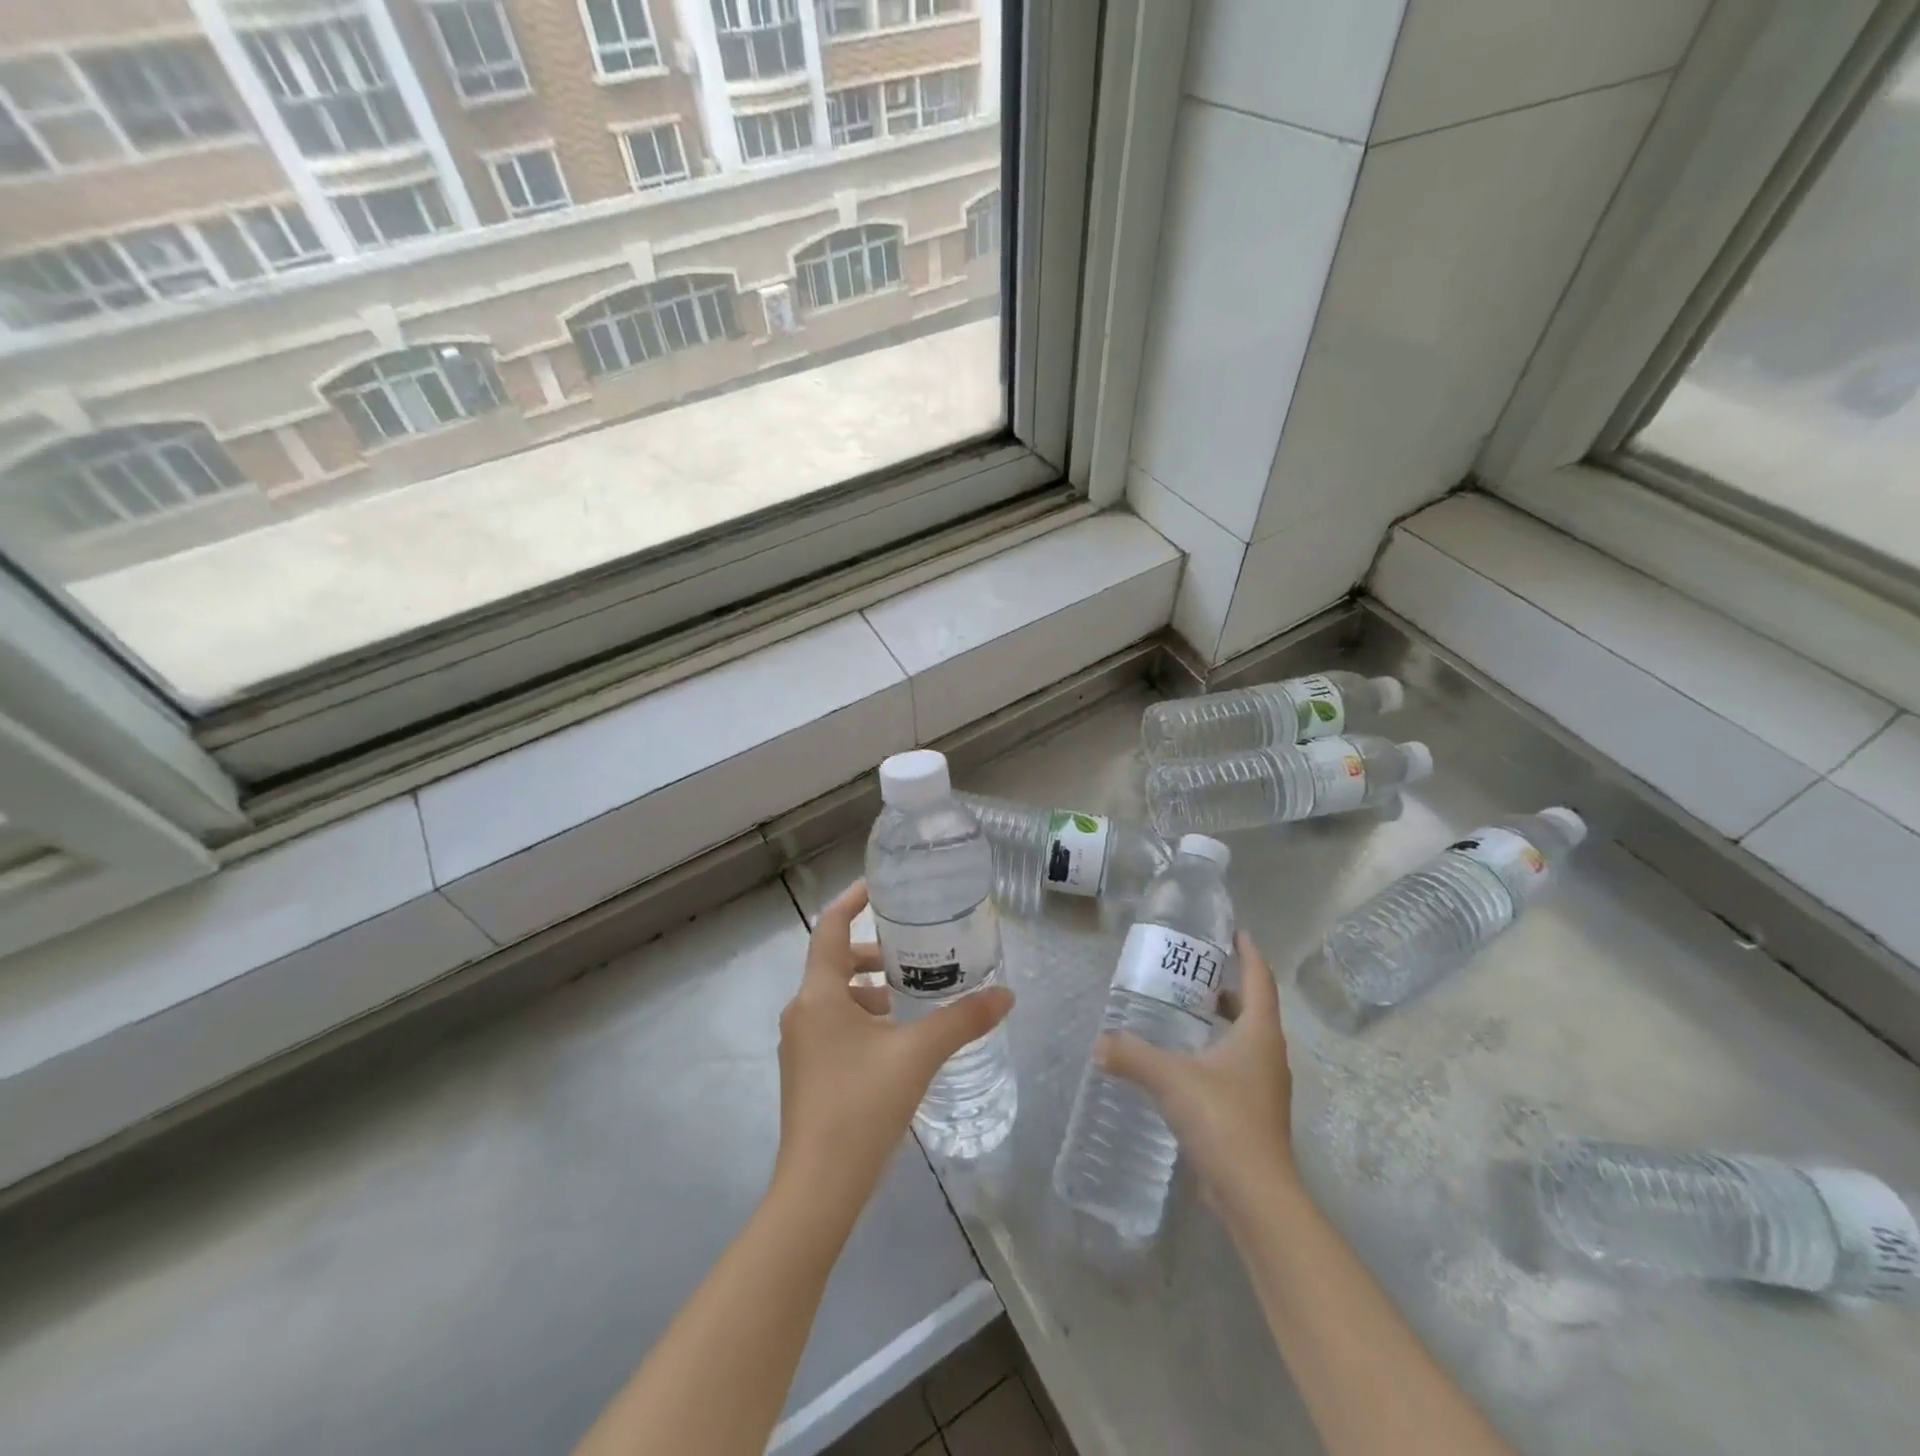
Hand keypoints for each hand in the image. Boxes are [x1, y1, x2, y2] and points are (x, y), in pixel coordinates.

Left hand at [773, 880, 1012, 1214]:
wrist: (818, 1188)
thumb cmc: (861, 1106)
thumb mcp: (918, 1055)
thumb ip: (962, 1019)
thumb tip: (1006, 994)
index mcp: (819, 994)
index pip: (831, 927)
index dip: (853, 900)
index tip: (881, 886)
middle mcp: (802, 1011)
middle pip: (835, 962)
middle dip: (873, 952)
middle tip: (914, 947)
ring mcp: (801, 1045)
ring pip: (836, 997)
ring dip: (870, 988)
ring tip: (913, 993)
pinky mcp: (808, 1073)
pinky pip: (835, 1025)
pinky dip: (864, 1017)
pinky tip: (897, 1039)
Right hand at [1096, 931, 1294, 1205]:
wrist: (1255, 1194)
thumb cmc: (1222, 1119)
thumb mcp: (1170, 1078)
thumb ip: (1132, 1055)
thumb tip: (1099, 1043)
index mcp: (1259, 1034)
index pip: (1260, 980)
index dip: (1248, 954)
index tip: (1235, 933)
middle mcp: (1269, 1055)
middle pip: (1254, 1009)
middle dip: (1229, 988)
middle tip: (1194, 974)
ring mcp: (1265, 1087)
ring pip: (1246, 1041)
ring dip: (1223, 1023)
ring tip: (1185, 1014)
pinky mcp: (1255, 1114)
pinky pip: (1237, 1068)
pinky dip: (1216, 1054)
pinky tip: (1185, 1064)